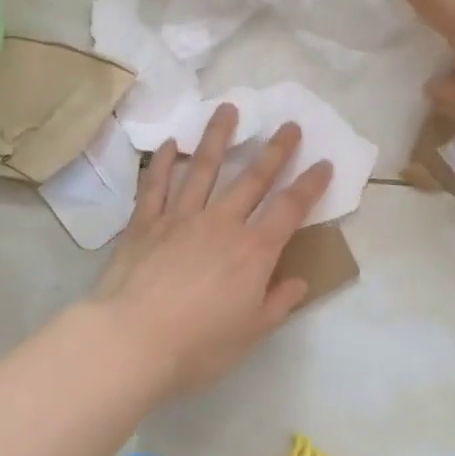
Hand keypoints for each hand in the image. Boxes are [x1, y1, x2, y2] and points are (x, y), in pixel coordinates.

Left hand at [91, 104, 332, 398]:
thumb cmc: (197, 346)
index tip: (323, 163)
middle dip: (275, 150)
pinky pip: (157, 185)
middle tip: (289, 124)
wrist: (131, 341)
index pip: (290, 209)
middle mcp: (221, 223)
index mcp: (253, 251)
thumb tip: (298, 281)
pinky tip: (172, 144)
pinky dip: (165, 162)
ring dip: (219, 137)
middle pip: (252, 178)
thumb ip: (277, 304)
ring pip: (204, 168)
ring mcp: (180, 217)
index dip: (310, 185)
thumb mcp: (250, 334)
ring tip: (228, 109)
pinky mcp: (145, 222)